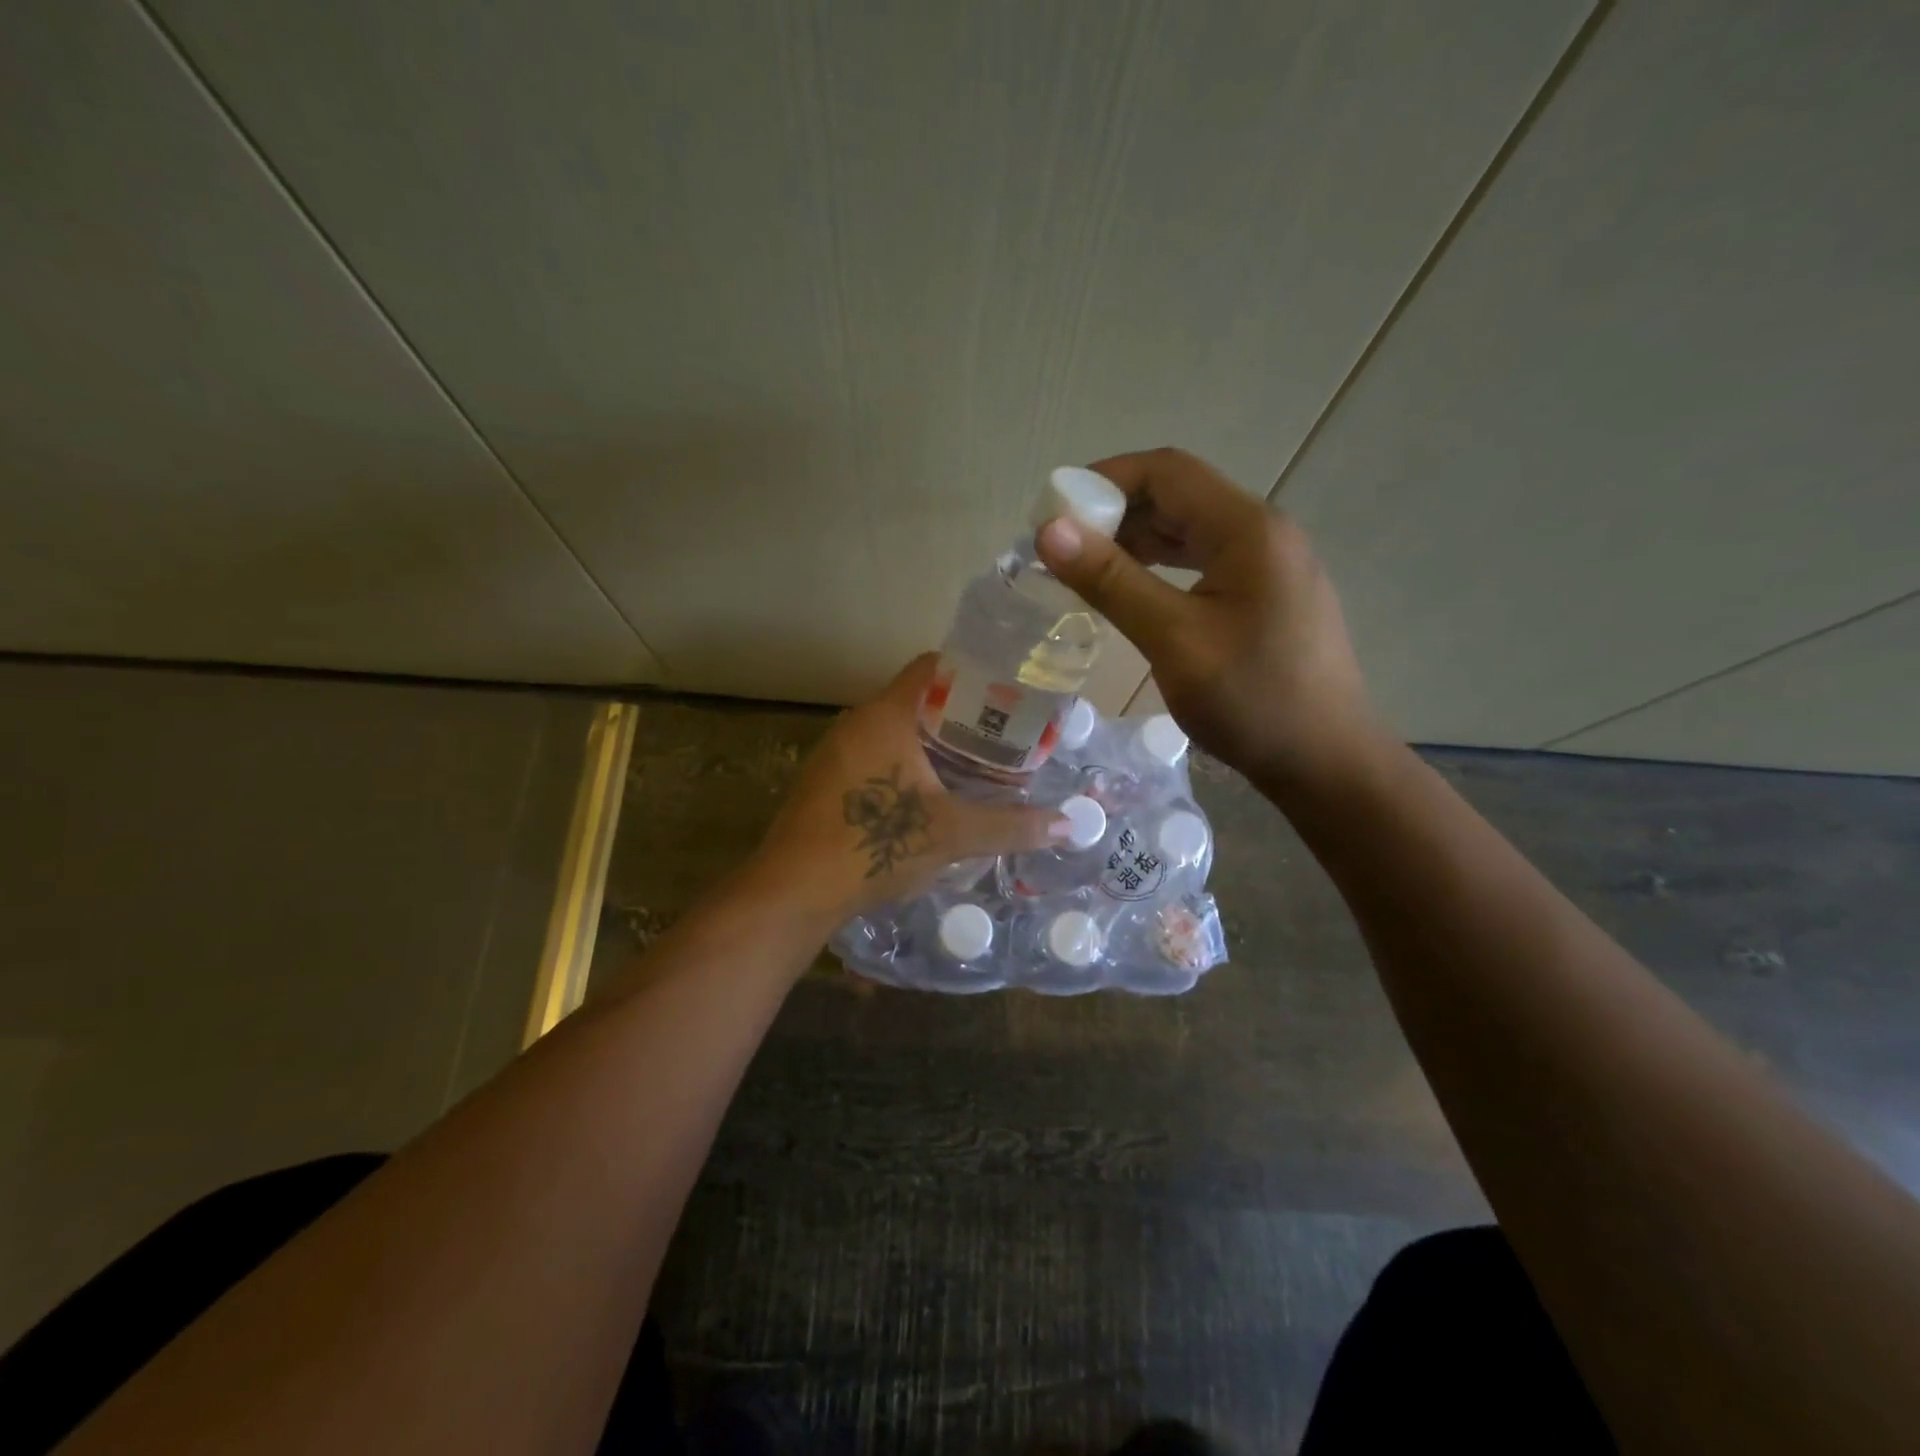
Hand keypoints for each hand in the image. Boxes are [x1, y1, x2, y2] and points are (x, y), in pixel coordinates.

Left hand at [749, 655, 1065, 923]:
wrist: (793, 890)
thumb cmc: (873, 845)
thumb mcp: (951, 834)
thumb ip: (1011, 826)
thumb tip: (1069, 826)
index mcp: (886, 715)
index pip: (933, 667)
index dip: (973, 673)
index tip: (1008, 693)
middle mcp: (857, 722)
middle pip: (918, 700)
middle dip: (962, 716)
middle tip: (1005, 737)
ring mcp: (836, 751)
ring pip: (896, 731)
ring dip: (934, 744)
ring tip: (977, 766)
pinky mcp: (826, 781)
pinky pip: (875, 756)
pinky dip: (907, 764)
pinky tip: (931, 796)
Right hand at [1034, 447, 1382, 790]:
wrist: (1325, 762)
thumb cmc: (1252, 701)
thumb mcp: (1174, 640)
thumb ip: (1112, 582)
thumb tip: (1049, 532)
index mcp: (1248, 529)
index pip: (1166, 472)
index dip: (1104, 481)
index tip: (1054, 515)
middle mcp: (1263, 532)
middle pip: (1178, 496)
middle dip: (1114, 512)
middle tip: (1061, 549)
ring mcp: (1269, 564)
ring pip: (1189, 530)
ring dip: (1135, 541)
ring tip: (1084, 570)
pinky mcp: (1266, 595)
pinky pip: (1203, 561)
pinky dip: (1160, 567)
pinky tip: (1130, 593)